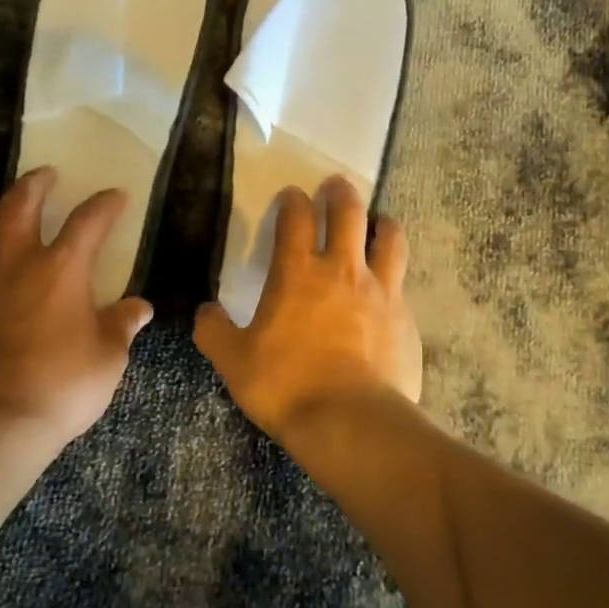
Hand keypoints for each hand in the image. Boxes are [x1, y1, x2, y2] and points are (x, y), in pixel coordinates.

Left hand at [0, 167, 152, 460]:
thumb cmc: (61, 387)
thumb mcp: (108, 358)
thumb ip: (123, 326)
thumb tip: (140, 308)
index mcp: (62, 269)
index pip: (89, 221)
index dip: (105, 204)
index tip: (115, 195)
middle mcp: (16, 262)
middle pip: (20, 203)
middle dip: (36, 183)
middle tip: (46, 175)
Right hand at [195, 176, 421, 439]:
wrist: (351, 422)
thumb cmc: (287, 386)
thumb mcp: (234, 362)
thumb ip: (214, 332)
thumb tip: (204, 312)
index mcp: (297, 274)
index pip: (296, 218)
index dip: (293, 200)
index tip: (291, 196)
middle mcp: (342, 270)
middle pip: (348, 212)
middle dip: (340, 193)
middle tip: (336, 185)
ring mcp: (380, 290)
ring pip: (388, 238)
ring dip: (381, 224)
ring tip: (378, 222)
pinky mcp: (405, 317)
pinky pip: (402, 282)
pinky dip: (394, 274)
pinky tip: (389, 287)